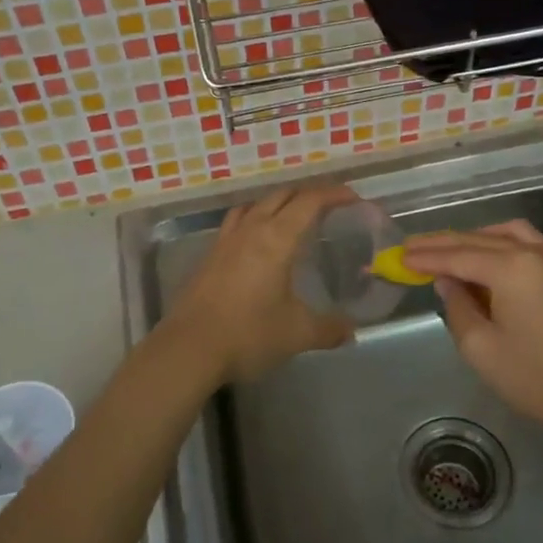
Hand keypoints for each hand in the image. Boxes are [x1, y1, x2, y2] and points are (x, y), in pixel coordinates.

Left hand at [165, 184, 357, 382]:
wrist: (189, 348)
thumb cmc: (248, 334)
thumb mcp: (297, 333)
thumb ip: (328, 329)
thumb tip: (351, 331)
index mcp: (277, 239)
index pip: (309, 202)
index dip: (333, 194)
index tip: (353, 198)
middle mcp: (251, 230)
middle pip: (281, 196)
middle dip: (308, 195)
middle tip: (329, 207)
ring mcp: (225, 241)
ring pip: (255, 205)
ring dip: (278, 204)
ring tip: (292, 219)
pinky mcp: (209, 256)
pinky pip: (236, 223)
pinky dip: (254, 220)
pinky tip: (257, 243)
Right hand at [402, 221, 542, 447]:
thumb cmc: (537, 379)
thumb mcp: (482, 349)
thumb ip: (457, 307)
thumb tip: (447, 282)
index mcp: (512, 268)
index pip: (457, 256)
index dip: (425, 257)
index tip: (397, 257)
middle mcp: (535, 252)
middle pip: (479, 240)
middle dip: (442, 244)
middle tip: (410, 249)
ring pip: (505, 235)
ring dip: (472, 240)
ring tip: (445, 251)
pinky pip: (526, 244)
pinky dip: (499, 244)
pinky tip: (485, 258)